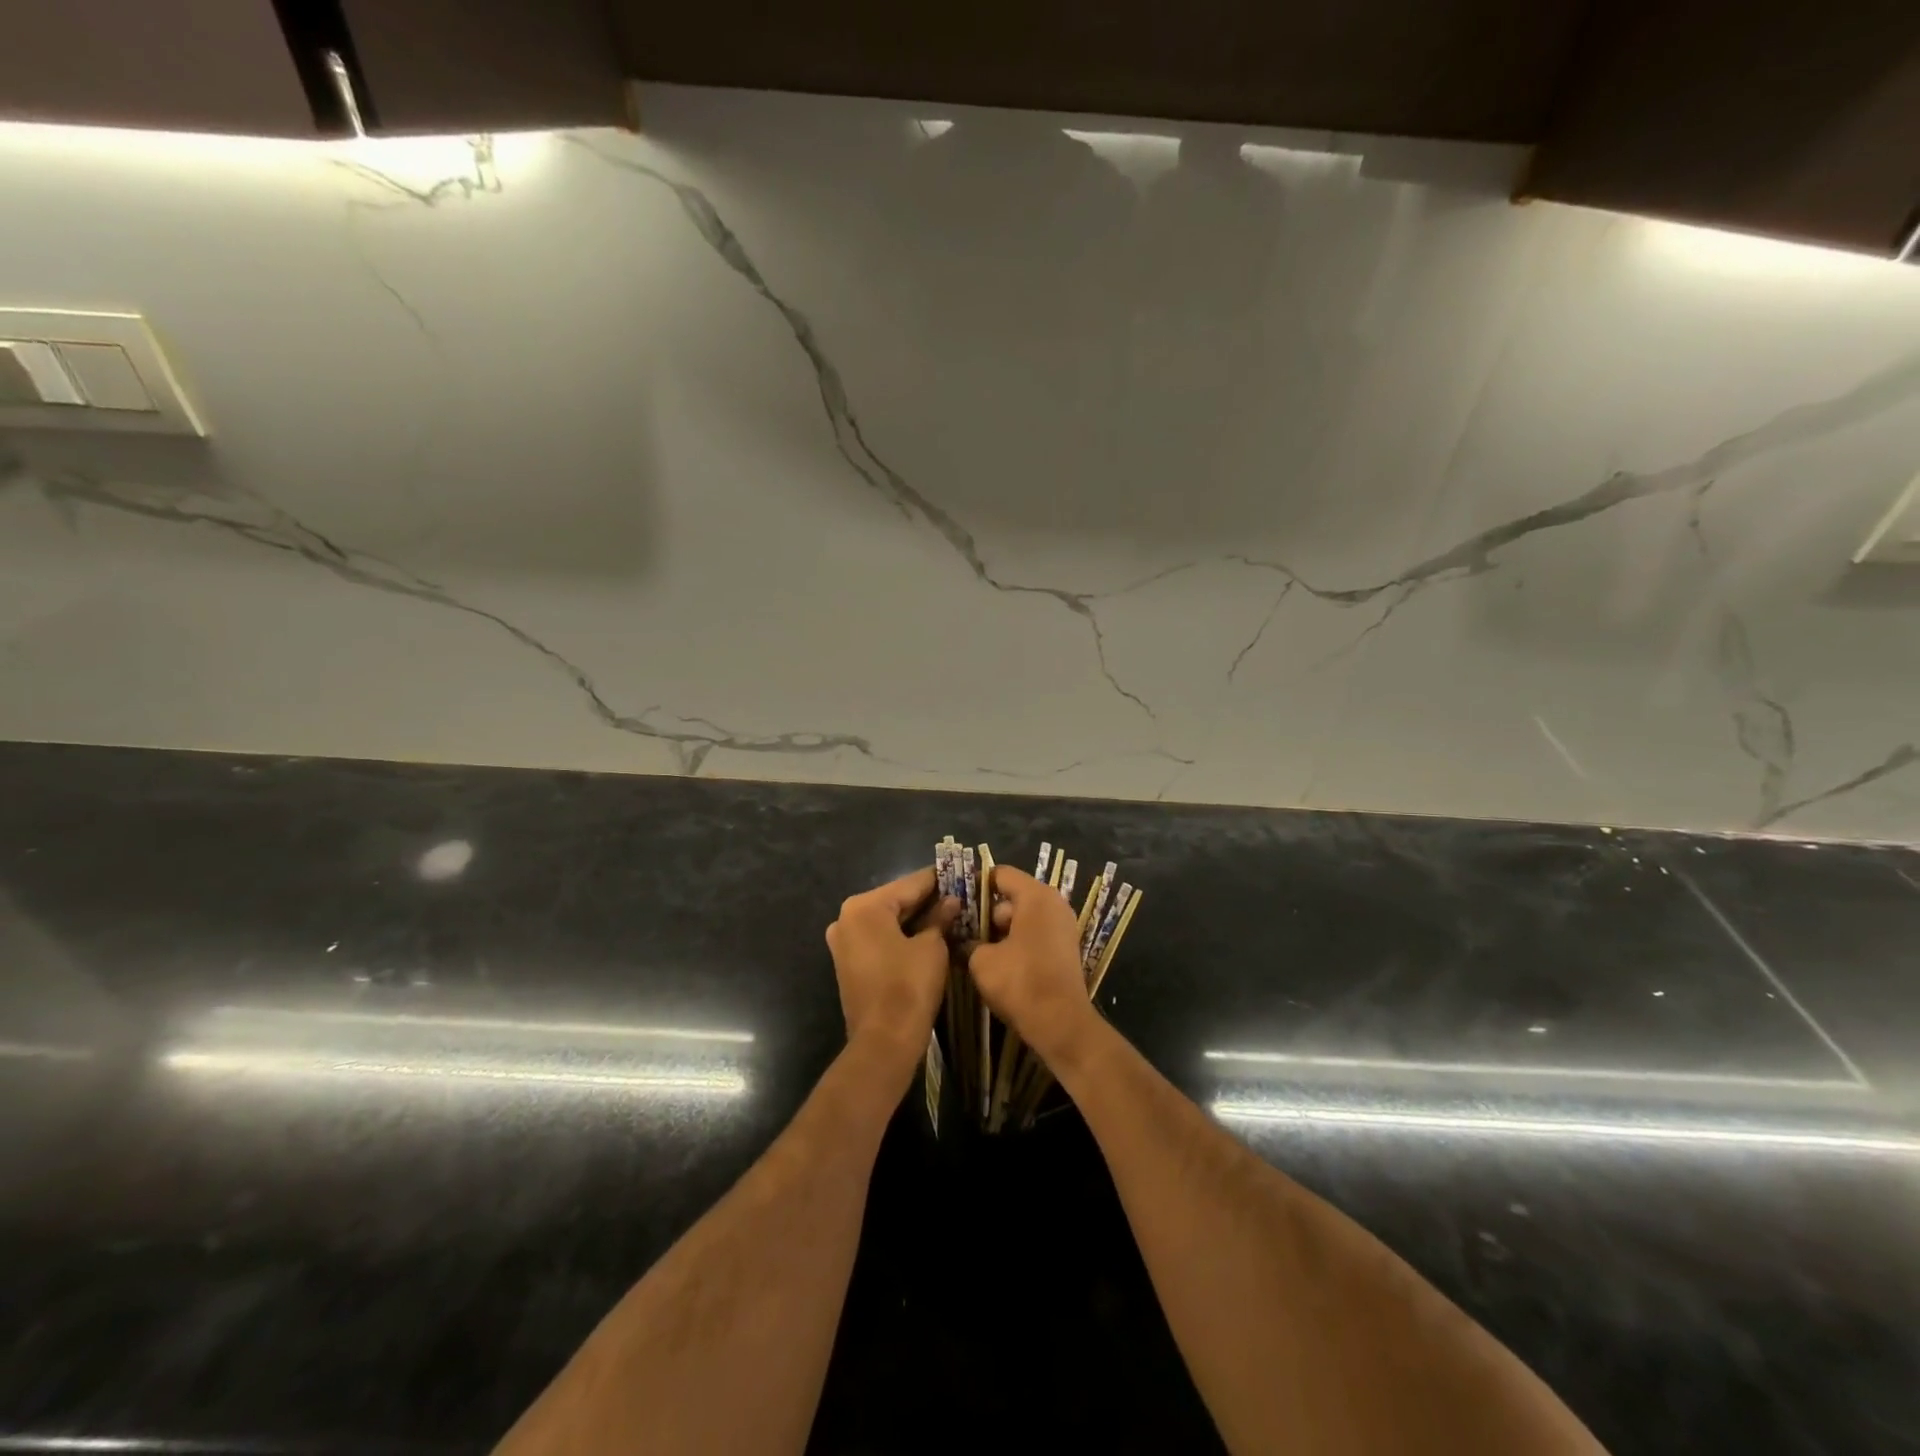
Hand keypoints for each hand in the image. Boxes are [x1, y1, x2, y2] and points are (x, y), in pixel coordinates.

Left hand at [825, 867, 957, 1069]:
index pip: (909, 884)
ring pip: (888, 921)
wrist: (883, 1043)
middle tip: (960, 895)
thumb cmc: (908, 987)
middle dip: (928, 900)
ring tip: (950, 914)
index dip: (939, 880)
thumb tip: (951, 902)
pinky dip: (902, 936)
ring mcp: (844, 942)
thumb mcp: (932, 947)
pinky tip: (929, 935)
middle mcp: (847, 918)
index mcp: (865, 906)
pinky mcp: (849, 963)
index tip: (962, 872)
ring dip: (916, 919)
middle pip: (896, 901)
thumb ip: (940, 918)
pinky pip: (880, 939)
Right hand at [964, 867, 1096, 1063]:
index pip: (1001, 874)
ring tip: (976, 948)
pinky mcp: (1064, 948)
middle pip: (1012, 896)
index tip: (954, 897)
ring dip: (1000, 930)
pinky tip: (998, 961)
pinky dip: (1017, 941)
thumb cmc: (1020, 982)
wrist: (1060, 1023)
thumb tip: (965, 941)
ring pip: (1023, 917)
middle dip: (987, 912)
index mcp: (1036, 896)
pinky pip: (1035, 933)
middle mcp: (1054, 903)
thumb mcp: (982, 960)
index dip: (975, 883)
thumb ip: (970, 942)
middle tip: (961, 929)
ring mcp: (1063, 926)